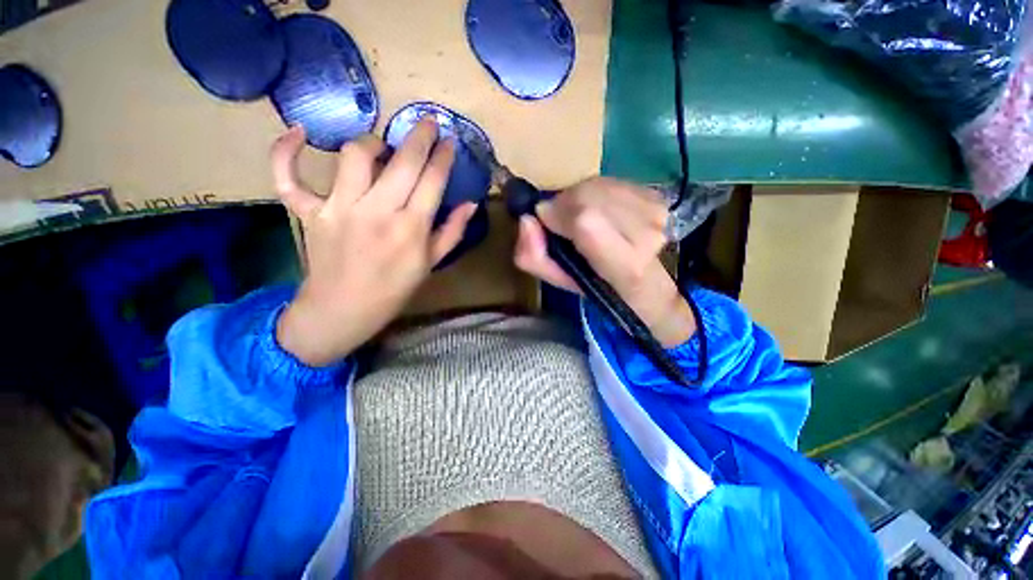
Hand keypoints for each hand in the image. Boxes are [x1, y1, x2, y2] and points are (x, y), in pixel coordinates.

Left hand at [272, 119, 476, 365]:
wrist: (343, 310)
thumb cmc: (394, 290)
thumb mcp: (431, 264)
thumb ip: (452, 232)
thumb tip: (470, 204)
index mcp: (411, 228)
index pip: (432, 181)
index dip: (443, 157)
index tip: (450, 142)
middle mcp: (377, 212)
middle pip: (402, 162)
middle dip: (420, 136)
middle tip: (428, 122)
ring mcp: (339, 209)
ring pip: (355, 156)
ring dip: (373, 142)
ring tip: (382, 146)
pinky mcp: (309, 213)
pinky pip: (290, 176)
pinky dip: (287, 152)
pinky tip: (300, 134)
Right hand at [513, 177, 696, 347]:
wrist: (645, 280)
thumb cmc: (598, 284)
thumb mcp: (559, 280)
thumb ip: (533, 257)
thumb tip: (527, 219)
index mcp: (626, 266)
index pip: (586, 222)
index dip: (558, 214)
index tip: (548, 221)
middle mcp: (648, 234)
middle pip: (588, 197)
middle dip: (564, 205)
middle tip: (563, 222)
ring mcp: (656, 210)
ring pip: (595, 185)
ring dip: (577, 198)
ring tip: (581, 218)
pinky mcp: (655, 193)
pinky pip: (608, 180)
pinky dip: (593, 192)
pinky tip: (598, 210)